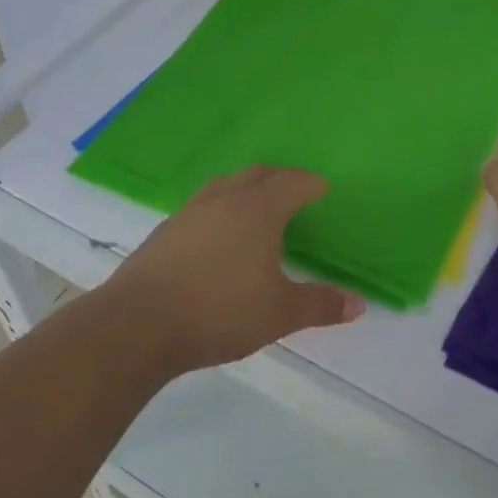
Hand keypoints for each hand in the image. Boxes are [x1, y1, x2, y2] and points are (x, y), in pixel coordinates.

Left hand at [107, 166, 364, 371]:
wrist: (138, 323)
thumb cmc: (219, 311)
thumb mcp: (279, 313)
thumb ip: (320, 305)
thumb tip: (359, 304)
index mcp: (258, 210)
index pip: (291, 183)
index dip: (310, 183)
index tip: (322, 188)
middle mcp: (224, 200)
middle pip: (257, 174)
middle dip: (279, 178)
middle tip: (294, 191)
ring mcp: (189, 212)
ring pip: (224, 185)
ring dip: (245, 187)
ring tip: (255, 207)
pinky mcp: (165, 231)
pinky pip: (201, 206)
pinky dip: (219, 208)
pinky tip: (216, 236)